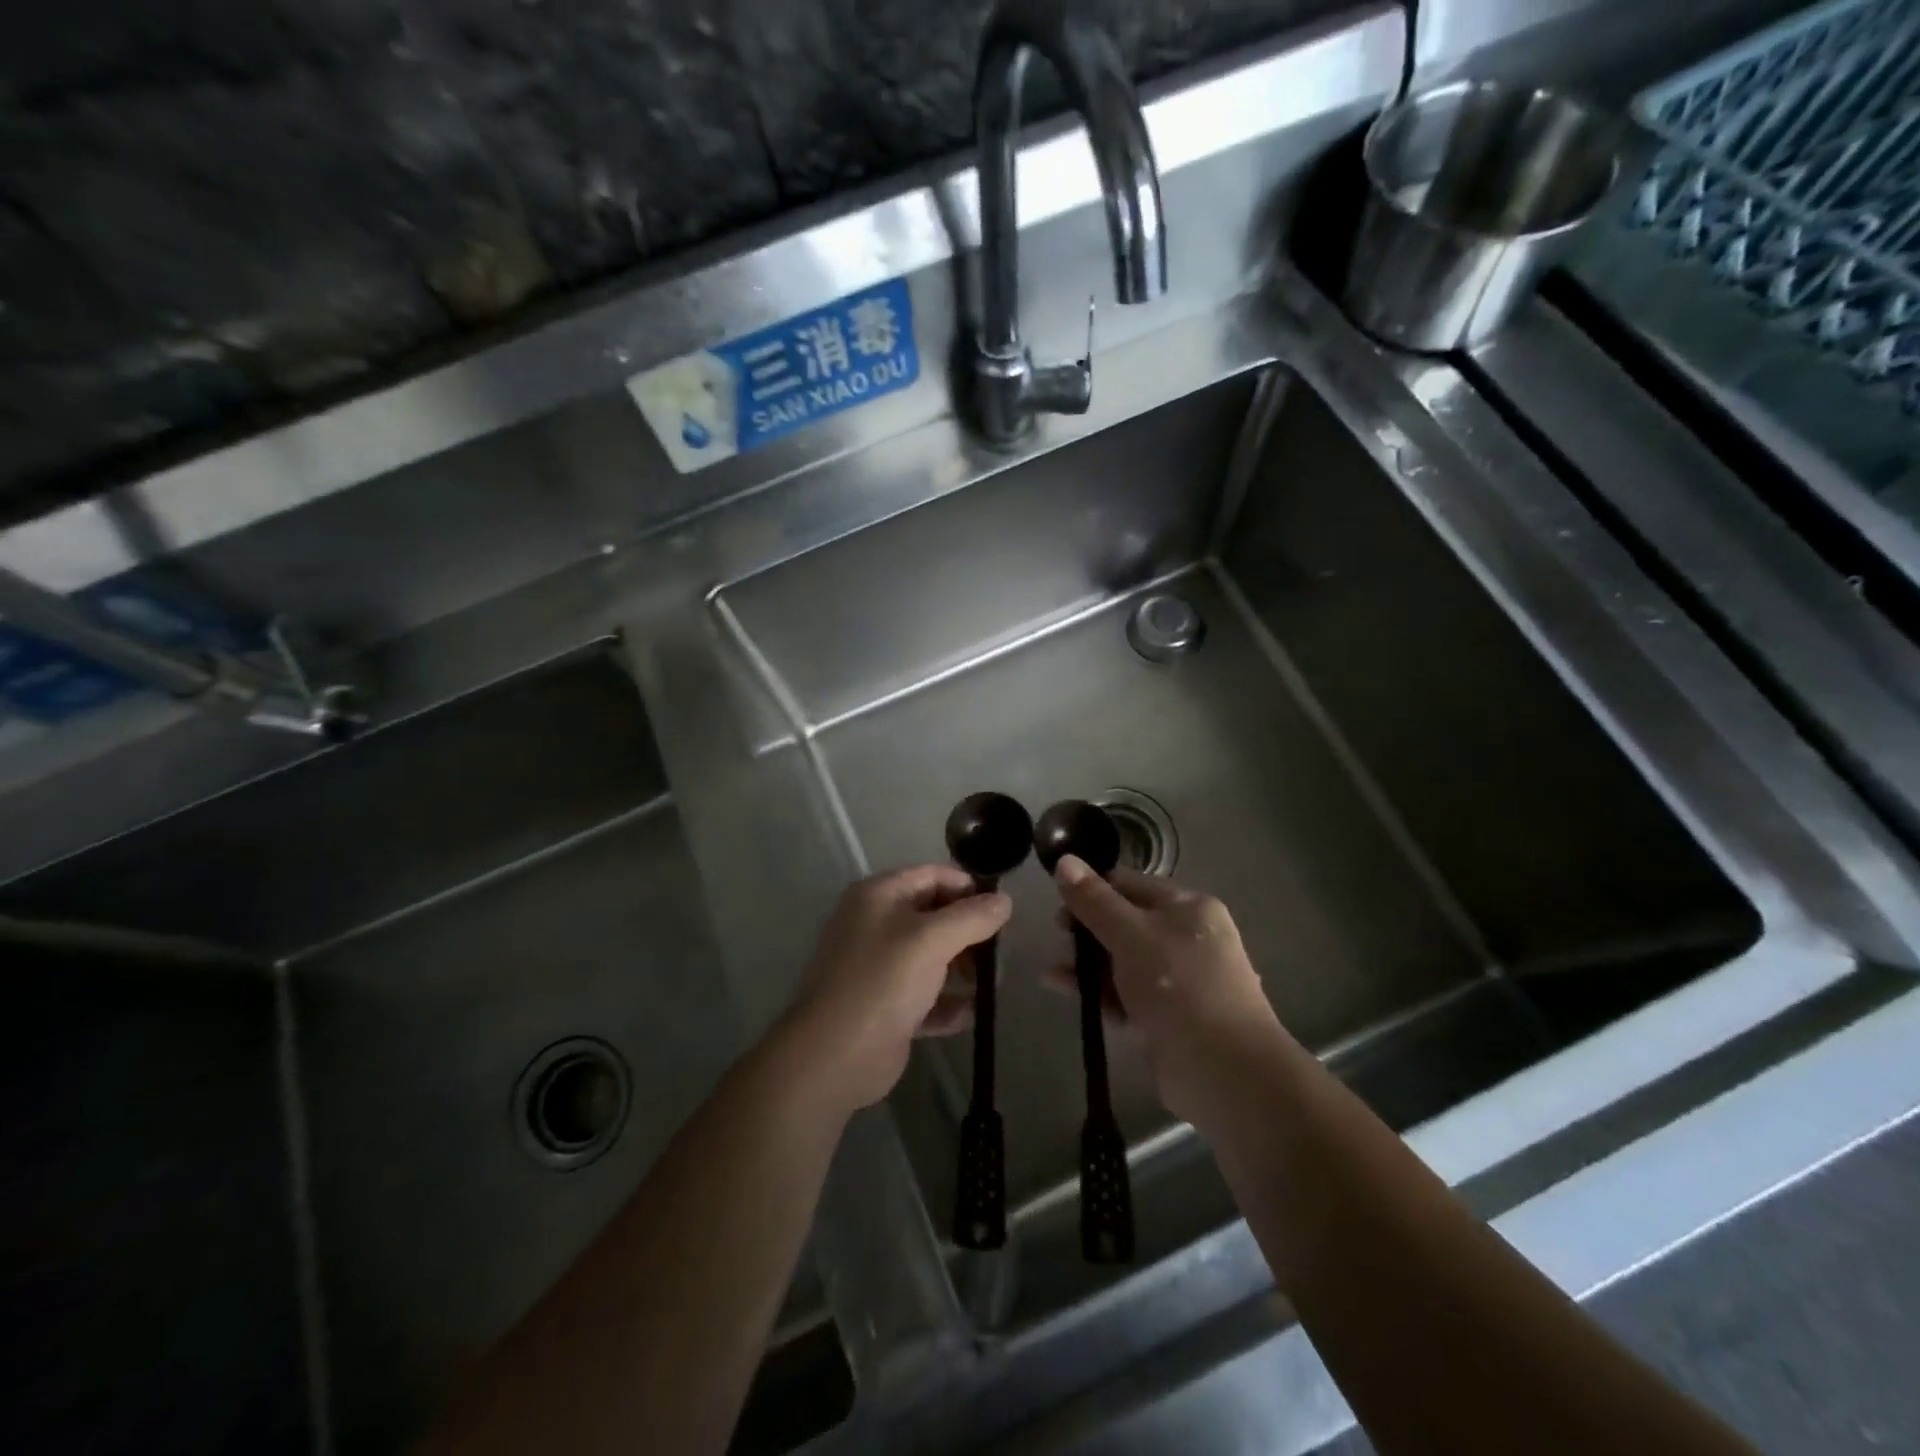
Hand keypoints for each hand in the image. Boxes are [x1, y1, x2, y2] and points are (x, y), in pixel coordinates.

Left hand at [783, 865, 1011, 1115]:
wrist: (834, 1056)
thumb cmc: (883, 982)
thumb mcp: (931, 940)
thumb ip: (972, 917)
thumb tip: (1004, 901)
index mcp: (879, 896)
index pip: (933, 875)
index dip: (969, 888)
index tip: (1003, 909)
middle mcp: (876, 924)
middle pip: (934, 916)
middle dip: (969, 931)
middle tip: (1001, 950)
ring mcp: (879, 967)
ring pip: (932, 957)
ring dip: (963, 968)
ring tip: (993, 983)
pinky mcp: (886, 1006)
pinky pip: (926, 996)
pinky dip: (948, 1003)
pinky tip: (973, 1013)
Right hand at [1052, 855, 1288, 1128]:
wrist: (1225, 1072)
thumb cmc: (1179, 987)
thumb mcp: (1131, 935)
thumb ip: (1094, 900)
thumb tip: (1064, 859)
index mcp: (1188, 907)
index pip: (1130, 884)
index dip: (1093, 888)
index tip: (1058, 901)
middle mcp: (1186, 938)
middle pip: (1125, 922)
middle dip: (1087, 929)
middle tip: (1056, 936)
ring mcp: (1178, 980)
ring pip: (1122, 960)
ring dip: (1087, 963)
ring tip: (1052, 972)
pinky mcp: (1167, 1017)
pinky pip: (1125, 994)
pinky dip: (1098, 992)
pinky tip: (1065, 991)